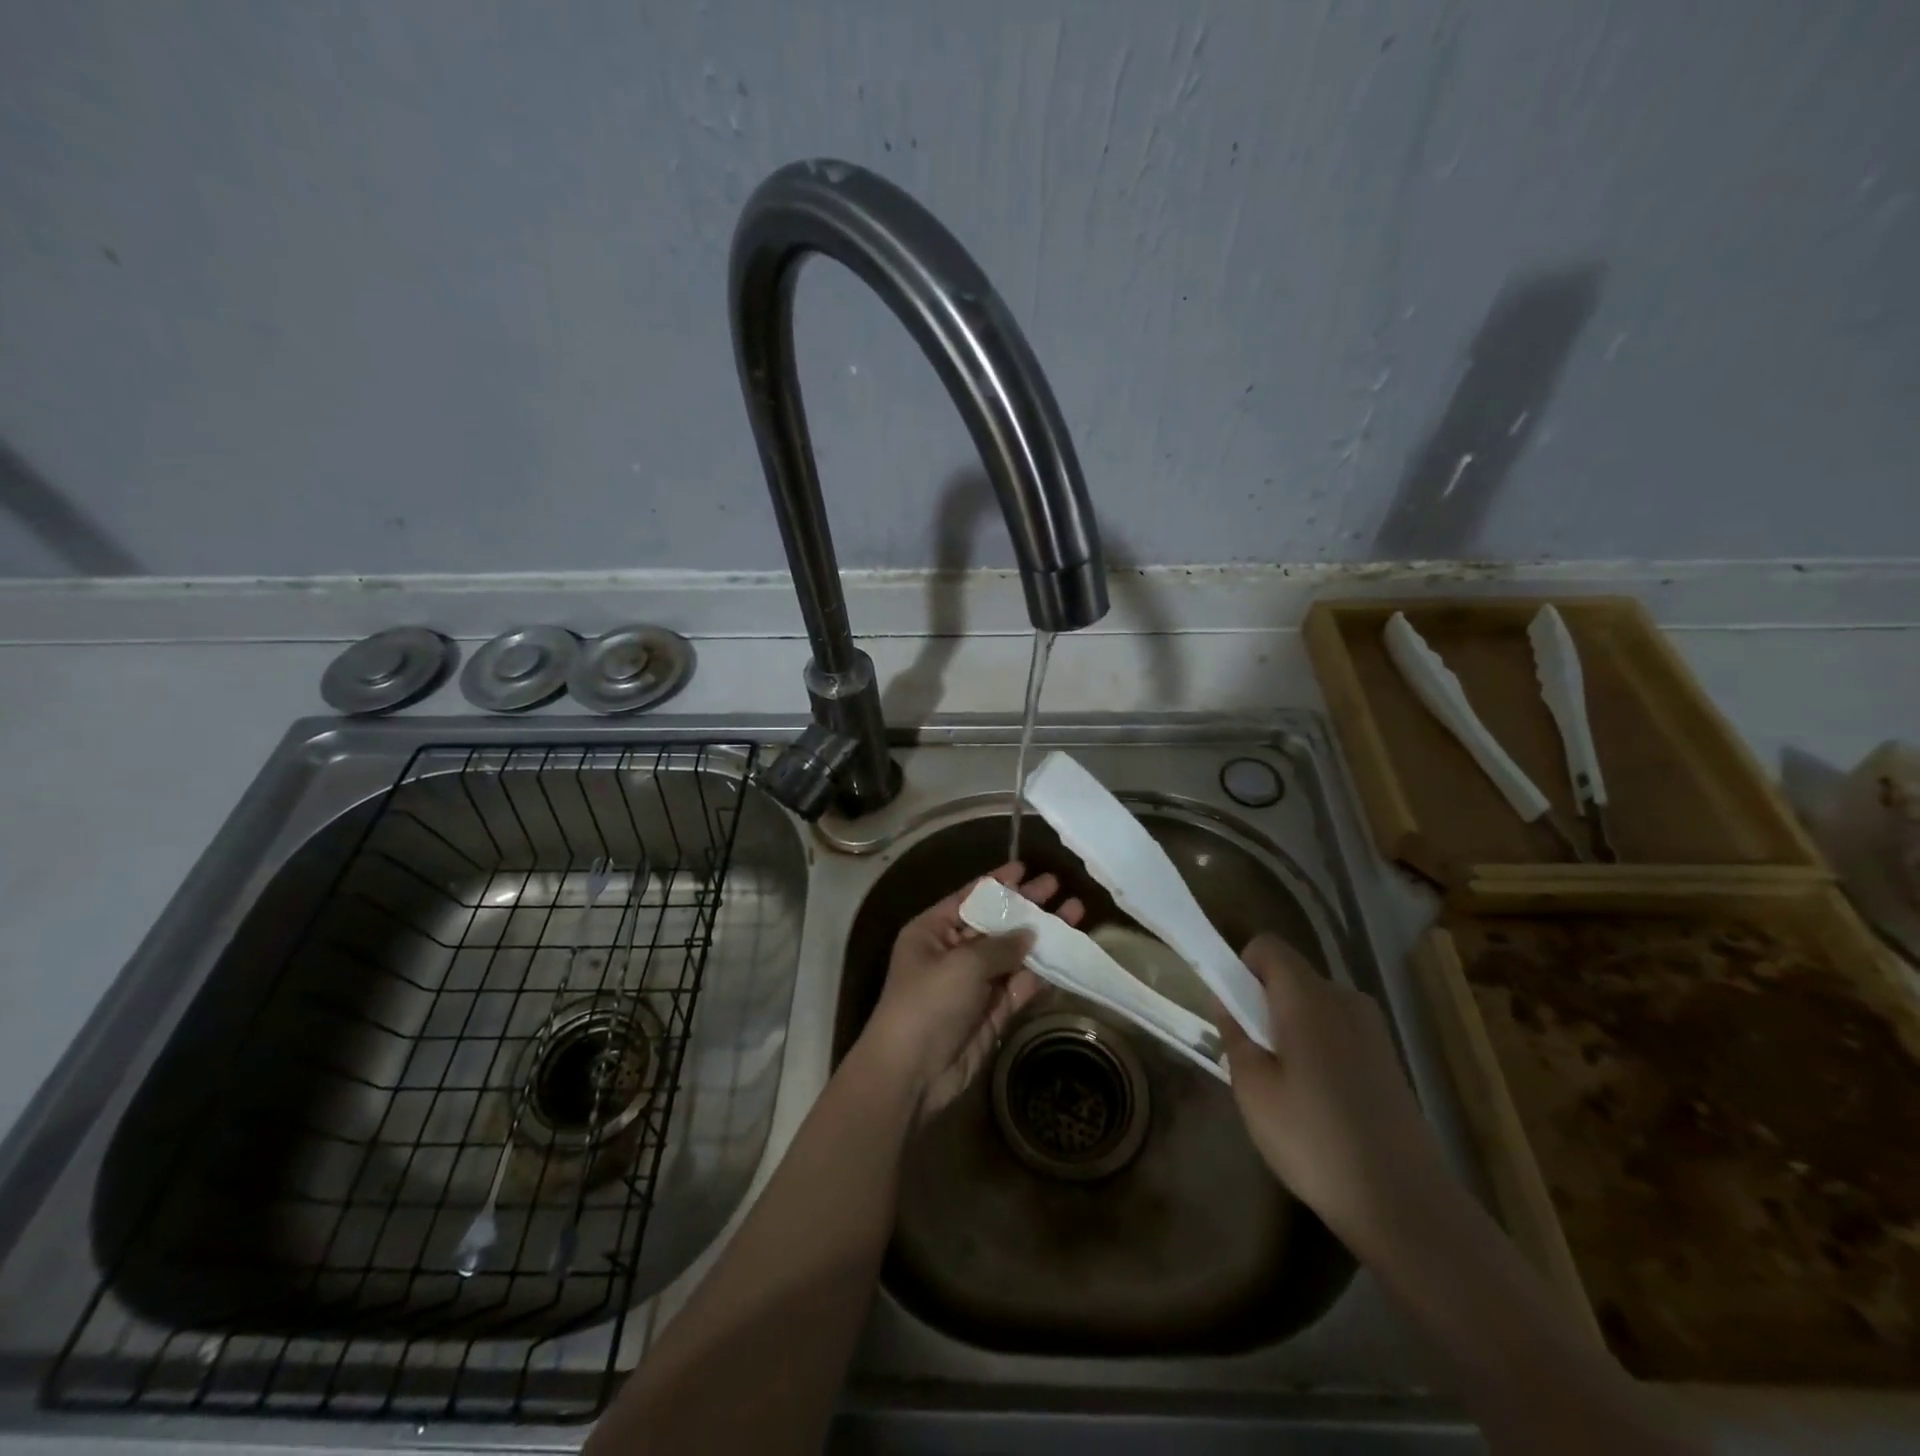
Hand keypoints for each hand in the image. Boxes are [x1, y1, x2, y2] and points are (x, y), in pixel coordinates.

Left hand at [862, 862, 1083, 1117]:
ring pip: (1013, 953)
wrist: (913, 1072)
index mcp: (932, 931)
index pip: (968, 898)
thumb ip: (1001, 945)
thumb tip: (1031, 933)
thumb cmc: (929, 1002)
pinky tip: (1067, 952)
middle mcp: (953, 952)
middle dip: (1025, 905)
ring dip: (1042, 936)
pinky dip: (1042, 971)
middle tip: (1057, 886)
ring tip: (1075, 912)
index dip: (997, 883)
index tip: (1024, 868)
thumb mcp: (962, 963)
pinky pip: (1020, 984)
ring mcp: (974, 983)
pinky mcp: (992, 1011)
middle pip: (995, 923)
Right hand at [1218, 934, 1449, 1260]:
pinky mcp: (1388, 1058)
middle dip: (1264, 1003)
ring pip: (1314, 1005)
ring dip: (1291, 1027)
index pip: (1267, 947)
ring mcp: (1372, 1029)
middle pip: (1291, 976)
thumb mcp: (1253, 1089)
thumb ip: (1235, 1034)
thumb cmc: (1314, 1140)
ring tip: (1285, 1087)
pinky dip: (1318, 1048)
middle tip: (1253, 1058)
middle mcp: (1344, 999)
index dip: (1242, 967)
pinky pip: (1338, 1031)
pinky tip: (1318, 1102)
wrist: (1404, 1203)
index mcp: (1308, 997)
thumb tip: (1227, 1001)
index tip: (1234, 1011)